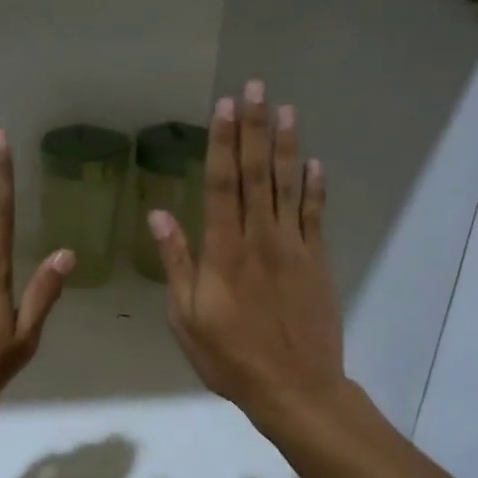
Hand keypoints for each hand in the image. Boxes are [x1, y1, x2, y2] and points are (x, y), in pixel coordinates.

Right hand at [148, 80, 345, 432]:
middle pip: (257, 175)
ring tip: (287, 110)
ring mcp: (294, 249)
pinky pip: (316, 217)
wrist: (294, 388)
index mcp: (224, 252)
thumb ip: (176, 263)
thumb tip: (159, 215)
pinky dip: (315, 188)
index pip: (222, 185)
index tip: (225, 107)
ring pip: (288, 187)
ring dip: (286, 146)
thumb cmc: (229, 357)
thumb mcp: (186, 317)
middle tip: (256, 89)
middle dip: (255, 129)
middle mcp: (260, 240)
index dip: (223, 143)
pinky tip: (315, 163)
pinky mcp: (318, 263)